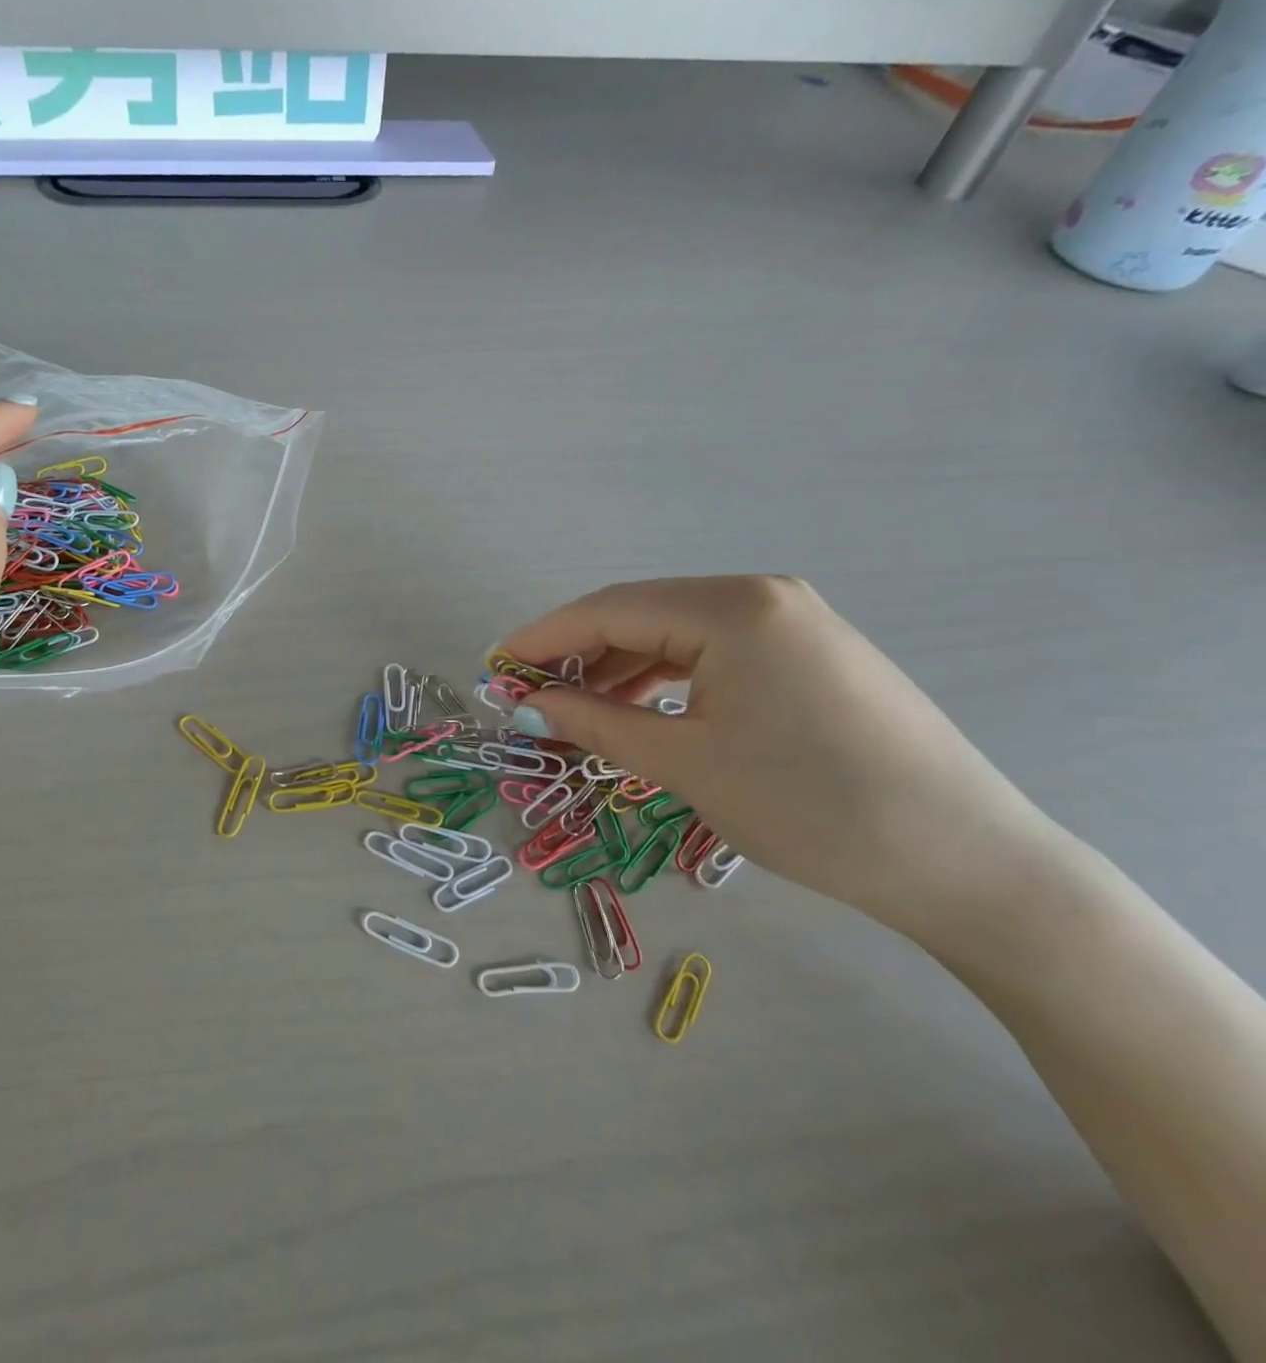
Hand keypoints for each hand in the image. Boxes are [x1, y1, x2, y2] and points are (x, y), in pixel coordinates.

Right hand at [500, 576, 1083, 938]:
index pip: (609, 609)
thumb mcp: (685, 763)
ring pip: (676, 634)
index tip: (494, 667)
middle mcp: (763, 596)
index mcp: (733, 608)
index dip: (542, 638)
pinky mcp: (810, 654)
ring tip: (577, 712)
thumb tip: (530, 705)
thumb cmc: (809, 807)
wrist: (965, 863)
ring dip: (619, 668)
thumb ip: (596, 723)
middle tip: (530, 696)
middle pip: (640, 613)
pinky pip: (713, 653)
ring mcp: (793, 622)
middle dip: (578, 654)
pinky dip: (665, 679)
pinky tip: (640, 711)